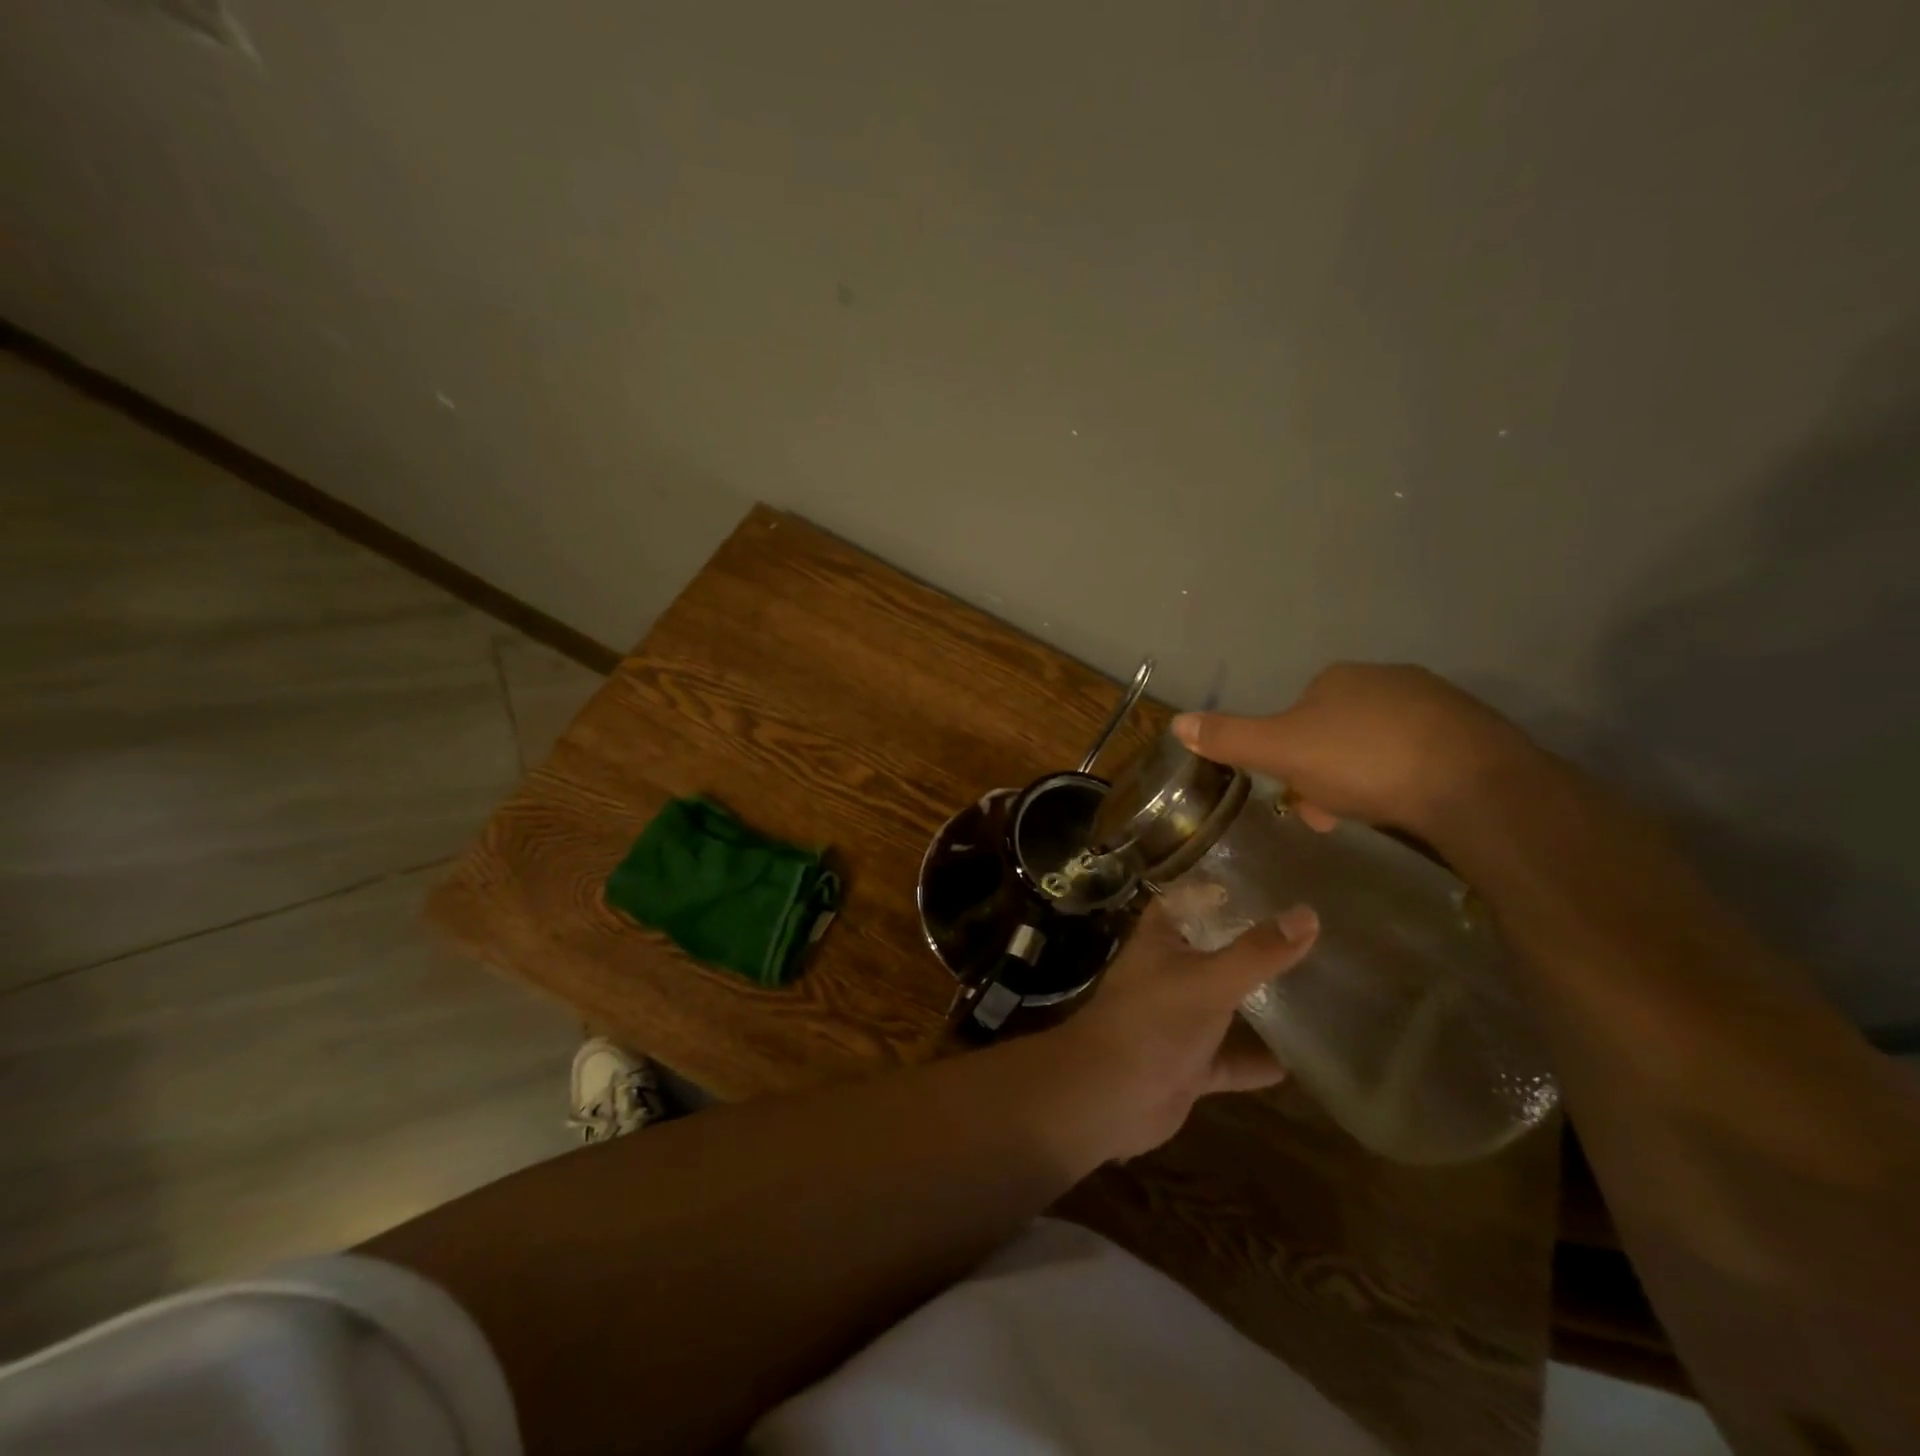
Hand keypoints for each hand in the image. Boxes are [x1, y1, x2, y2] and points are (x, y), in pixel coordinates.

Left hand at [1035, 899, 1318, 1164]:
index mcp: (1160, 941)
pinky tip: (1301, 1061)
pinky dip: (1258, 1061)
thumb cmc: (1153, 1022)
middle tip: (1310, 935)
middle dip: (1252, 947)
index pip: (1187, 902)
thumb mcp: (1209, 980)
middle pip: (1213, 953)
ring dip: (1259, 1003)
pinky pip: (1230, 1059)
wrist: (1108, 1097)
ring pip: (1224, 1006)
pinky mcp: (1188, 1066)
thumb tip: (1308, 914)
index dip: (1218, 890)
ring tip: (1317, 989)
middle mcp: (1167, 975)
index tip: (1267, 882)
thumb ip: (1258, 952)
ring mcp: (1177, 1022)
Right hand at [1170, 662, 1535, 835]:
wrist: (1474, 786)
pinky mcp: (1474, 731)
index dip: (1286, 756)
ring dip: (1362, 778)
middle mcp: (1385, 678)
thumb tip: (1176, 721)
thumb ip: (1230, 737)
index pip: (1295, 714)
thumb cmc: (1364, 763)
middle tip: (1328, 814)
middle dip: (1324, 772)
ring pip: (1377, 743)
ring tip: (1369, 815)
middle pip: (1335, 730)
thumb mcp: (1281, 752)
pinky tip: (1411, 804)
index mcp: (1336, 678)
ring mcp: (1435, 702)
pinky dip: (1406, 777)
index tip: (1293, 794)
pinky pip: (1421, 754)